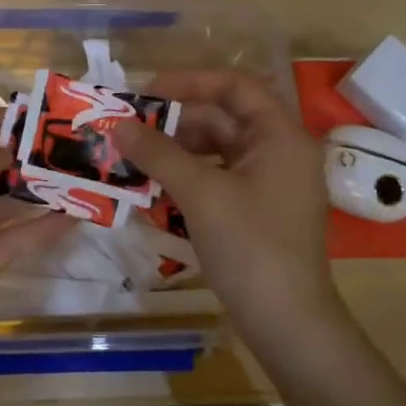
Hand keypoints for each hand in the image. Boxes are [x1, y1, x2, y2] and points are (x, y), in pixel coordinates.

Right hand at [112, 72, 341, 338]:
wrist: (287, 323)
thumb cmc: (250, 247)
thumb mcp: (201, 194)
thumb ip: (159, 154)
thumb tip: (118, 124)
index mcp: (280, 136)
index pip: (235, 86)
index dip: (191, 82)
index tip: (148, 92)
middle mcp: (279, 153)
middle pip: (223, 120)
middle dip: (175, 123)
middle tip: (130, 129)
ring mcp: (268, 185)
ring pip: (216, 152)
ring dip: (176, 152)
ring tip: (134, 158)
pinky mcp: (256, 213)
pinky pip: (217, 180)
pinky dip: (187, 179)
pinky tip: (154, 188)